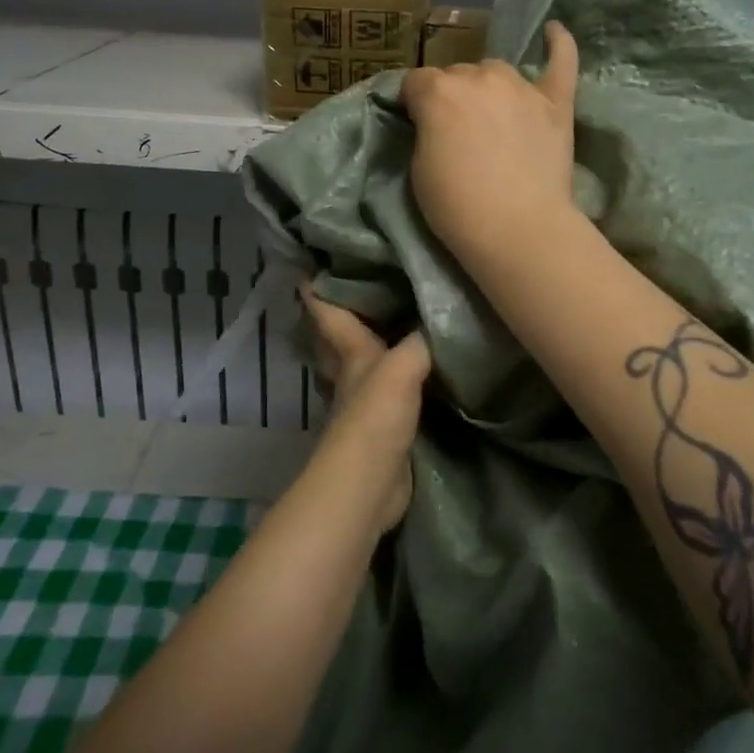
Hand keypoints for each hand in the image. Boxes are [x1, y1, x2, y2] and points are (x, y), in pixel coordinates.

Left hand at [302, 284, 429, 531]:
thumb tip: (442, 315)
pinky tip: (416, 373)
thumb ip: (421, 341)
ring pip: (361, 366)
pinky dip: (397, 379)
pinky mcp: (384, 428)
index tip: (310, 267)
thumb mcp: (401, 368)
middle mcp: (353, 375)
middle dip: (339, 317)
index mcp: (352, 354)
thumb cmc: (375, 419)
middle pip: (338, 341)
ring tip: (388, 323)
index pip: (330, 314)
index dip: (319, 290)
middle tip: (352, 290)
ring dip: (368, 347)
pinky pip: (389, 392)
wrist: (370, 485)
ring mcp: (365, 405)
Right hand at [398, 20, 578, 269]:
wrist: (517, 229)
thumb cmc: (456, 206)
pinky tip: (554, 33)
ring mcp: (522, 87)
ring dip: (488, 87)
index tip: (416, 124)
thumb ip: (426, 128)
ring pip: (497, 70)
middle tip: (456, 133)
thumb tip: (434, 117)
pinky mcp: (556, 103)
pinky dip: (559, 45)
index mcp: (438, 91)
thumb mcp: (418, 167)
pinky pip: (562, 62)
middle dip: (452, 97)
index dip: (413, 103)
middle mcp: (479, 77)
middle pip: (457, 74)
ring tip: (491, 117)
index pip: (415, 82)